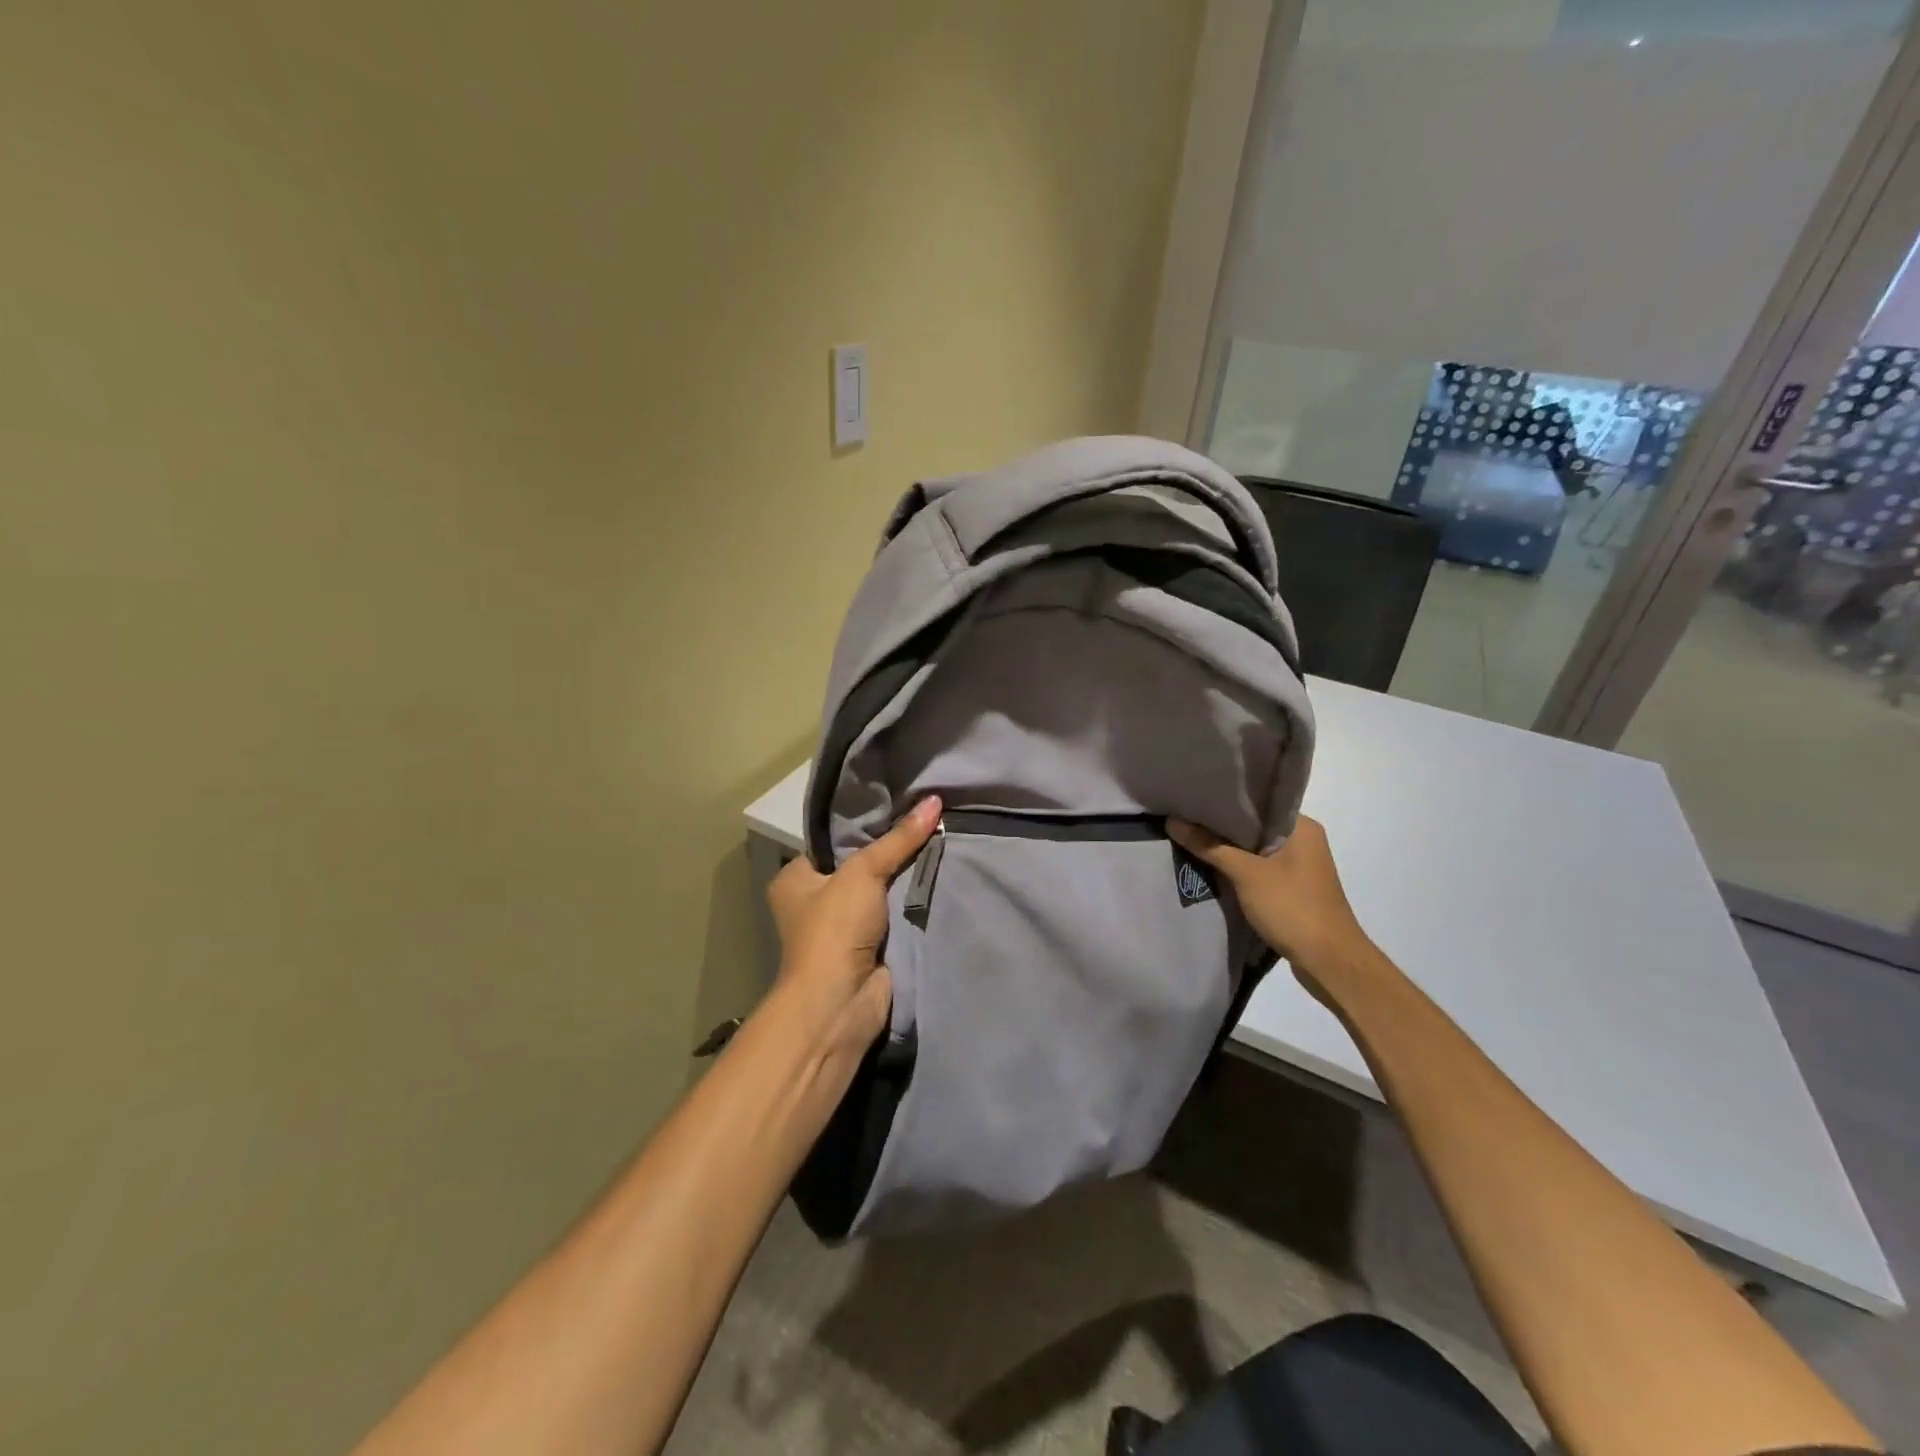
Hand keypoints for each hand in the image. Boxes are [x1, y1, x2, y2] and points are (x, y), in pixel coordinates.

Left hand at [764, 796, 941, 1063]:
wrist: (842, 1003)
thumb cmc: (835, 929)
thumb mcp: (864, 872)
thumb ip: (899, 838)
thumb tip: (935, 800)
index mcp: (796, 879)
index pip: (833, 841)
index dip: (865, 825)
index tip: (901, 805)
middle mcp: (814, 901)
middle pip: (860, 865)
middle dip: (892, 851)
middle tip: (928, 820)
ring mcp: (842, 927)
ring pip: (881, 891)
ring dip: (906, 877)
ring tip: (941, 840)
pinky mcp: (869, 947)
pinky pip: (896, 915)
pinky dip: (914, 903)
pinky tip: (940, 875)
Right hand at [1167, 814, 1373, 991]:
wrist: (1329, 962)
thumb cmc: (1292, 907)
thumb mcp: (1246, 874)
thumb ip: (1210, 846)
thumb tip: (1173, 821)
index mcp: (1301, 826)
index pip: (1256, 804)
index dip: (1222, 801)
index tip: (1191, 799)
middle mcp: (1303, 840)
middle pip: (1253, 827)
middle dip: (1220, 827)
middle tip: (1183, 817)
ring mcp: (1299, 867)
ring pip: (1255, 850)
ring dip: (1228, 850)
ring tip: (1190, 838)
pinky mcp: (1293, 889)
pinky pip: (1259, 869)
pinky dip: (1238, 869)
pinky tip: (1211, 868)